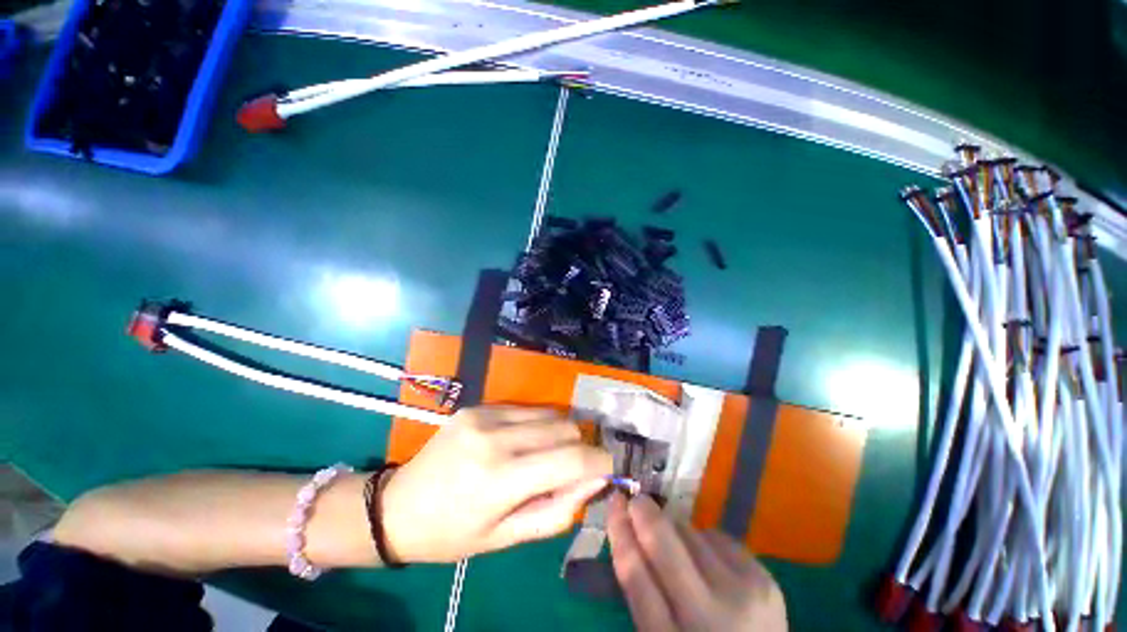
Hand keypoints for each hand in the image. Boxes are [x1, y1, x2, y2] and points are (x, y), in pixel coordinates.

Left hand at [380, 406, 612, 562]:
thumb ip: (558, 509)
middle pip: (565, 427)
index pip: (572, 459)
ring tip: (542, 456)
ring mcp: (484, 415)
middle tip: (567, 469)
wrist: (396, 507)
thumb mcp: (507, 538)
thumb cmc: (452, 534)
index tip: (608, 468)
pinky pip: (527, 408)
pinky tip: (521, 442)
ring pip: (550, 413)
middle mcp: (495, 437)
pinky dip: (536, 424)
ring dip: (558, 434)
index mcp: (500, 479)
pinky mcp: (478, 405)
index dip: (600, 461)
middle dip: (578, 447)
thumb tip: (595, 479)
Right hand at [607, 494, 787, 631]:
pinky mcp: (764, 578)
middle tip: (635, 498)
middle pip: (662, 542)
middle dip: (643, 511)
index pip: (634, 572)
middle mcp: (707, 615)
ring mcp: (741, 592)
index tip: (613, 502)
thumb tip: (629, 531)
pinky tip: (706, 558)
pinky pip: (717, 536)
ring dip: (674, 528)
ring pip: (690, 532)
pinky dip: (702, 539)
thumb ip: (643, 592)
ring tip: (676, 544)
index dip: (619, 529)